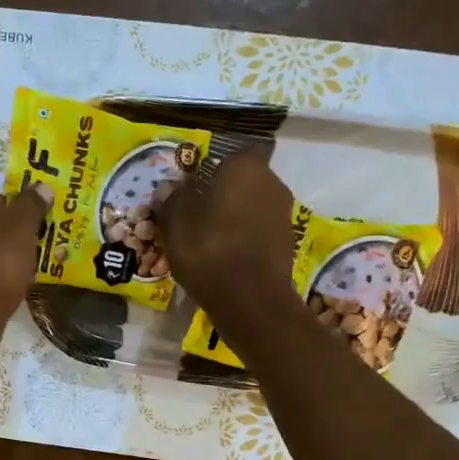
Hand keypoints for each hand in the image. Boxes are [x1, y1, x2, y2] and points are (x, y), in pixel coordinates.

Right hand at [154, 149, 296, 322]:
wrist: (249, 298)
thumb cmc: (208, 249)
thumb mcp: (175, 222)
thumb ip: (172, 199)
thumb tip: (171, 189)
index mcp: (244, 165)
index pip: (219, 160)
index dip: (200, 179)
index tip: (185, 199)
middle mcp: (271, 181)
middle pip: (237, 185)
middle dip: (217, 199)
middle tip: (193, 222)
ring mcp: (283, 213)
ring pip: (248, 210)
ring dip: (231, 222)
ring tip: (206, 245)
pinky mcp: (287, 243)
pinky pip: (257, 234)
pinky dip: (242, 242)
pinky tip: (225, 261)